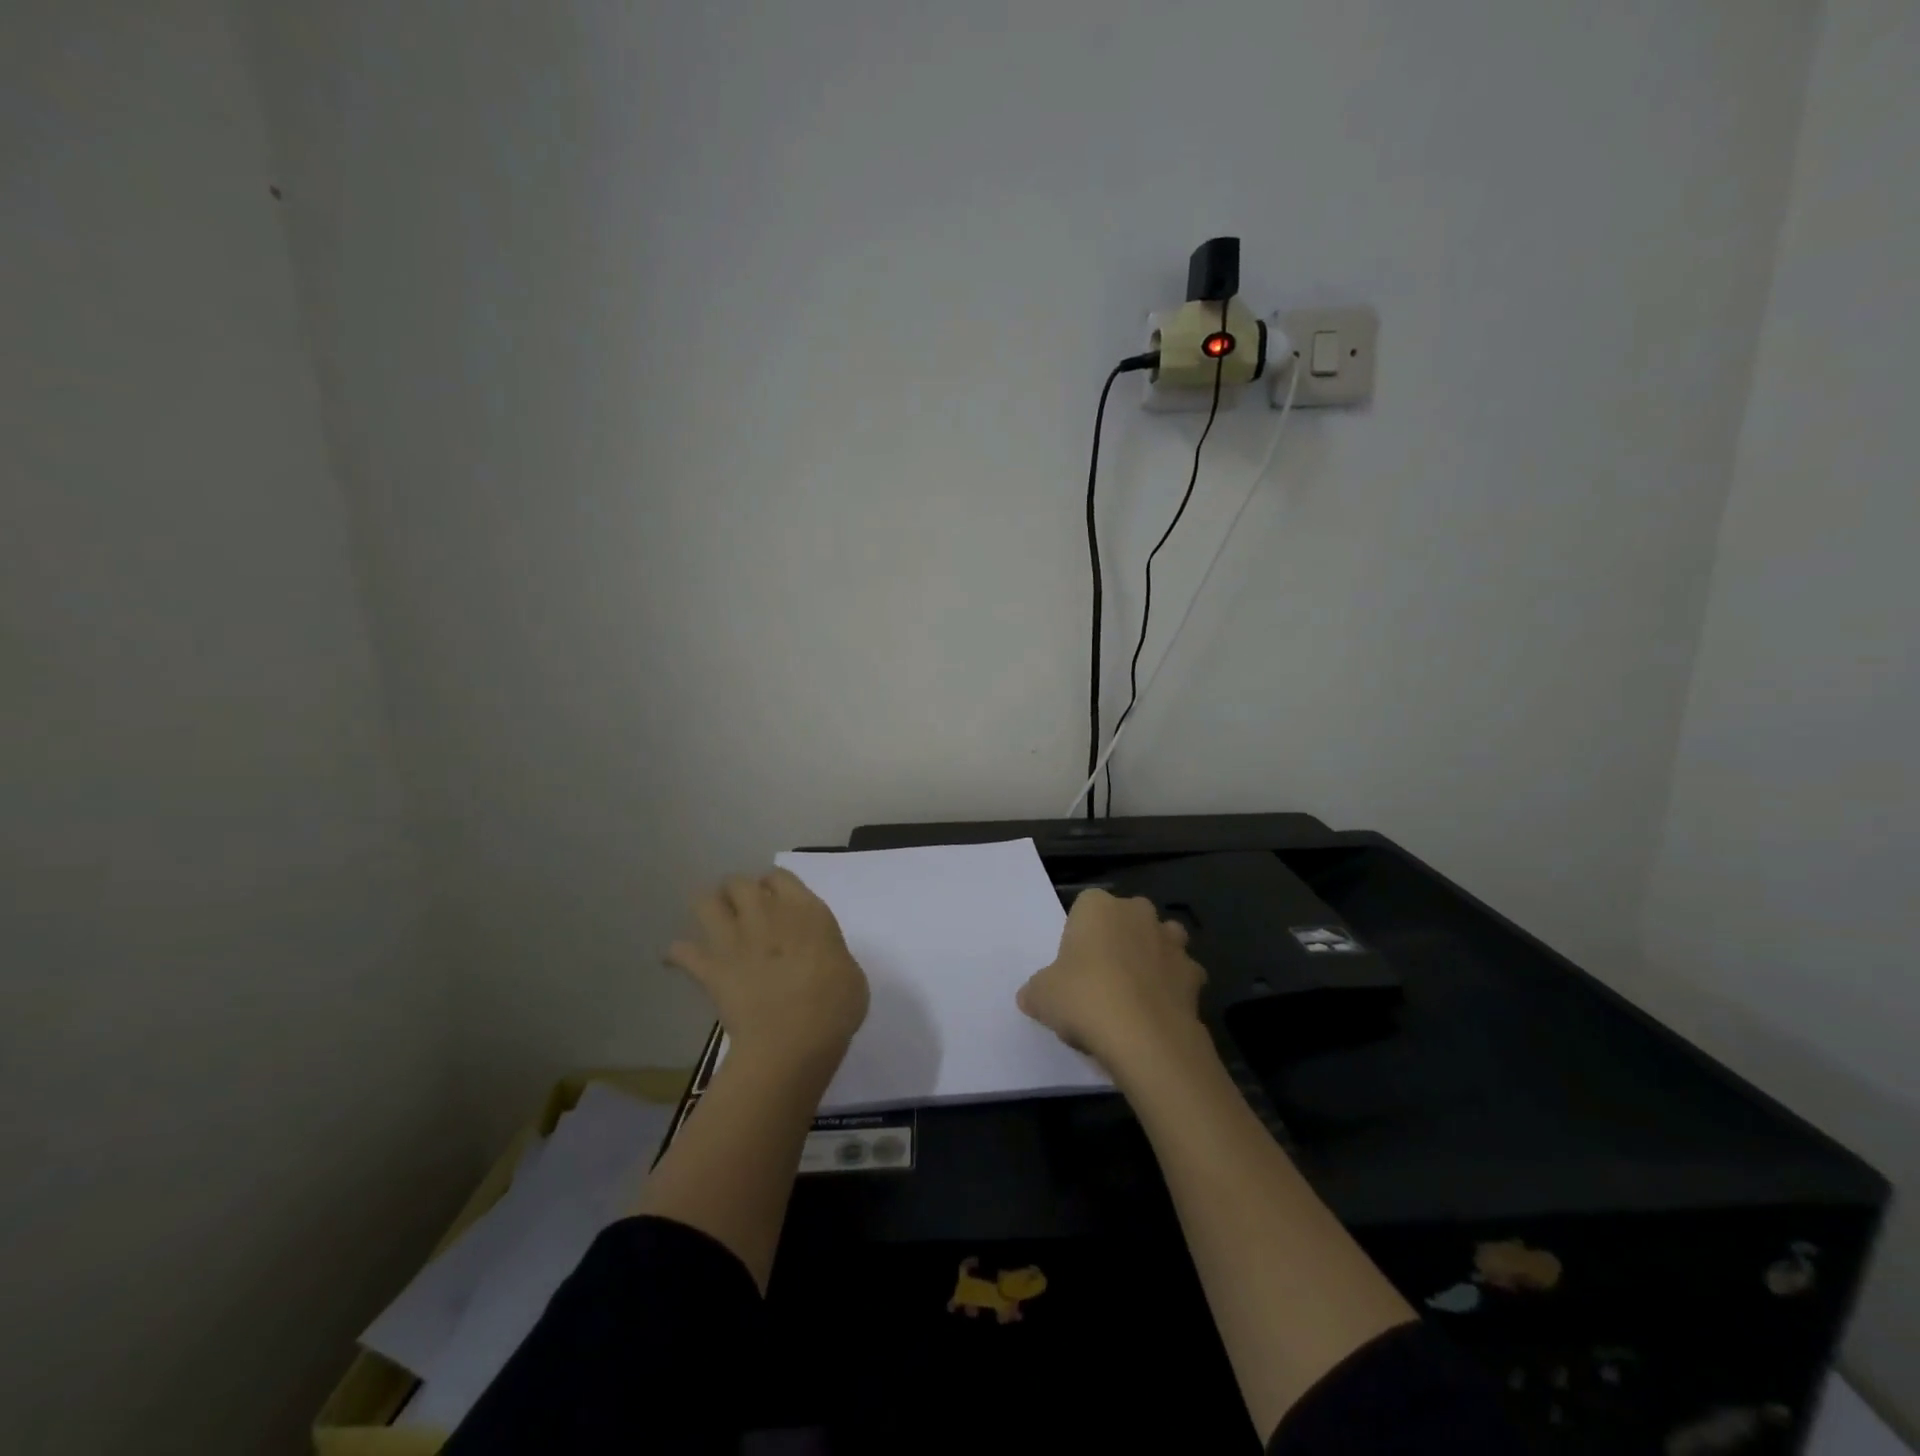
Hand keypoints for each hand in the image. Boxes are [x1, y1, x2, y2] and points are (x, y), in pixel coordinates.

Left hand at [666, 869, 869, 1067]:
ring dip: (708, 908)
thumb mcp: (850, 973)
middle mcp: (766, 914)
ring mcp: (734, 939)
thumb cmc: (835, 1006)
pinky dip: (679, 953)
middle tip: (745, 912)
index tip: (778, 902)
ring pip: (705, 902)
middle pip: (739, 882)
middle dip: (738, 892)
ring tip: (715, 922)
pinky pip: (682, 951)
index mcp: (805, 910)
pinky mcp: (710, 969)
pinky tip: (680, 958)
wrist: (793, 1040)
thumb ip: (829, 954)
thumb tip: (821, 960)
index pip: (780, 877)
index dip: (775, 886)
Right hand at [1016, 888, 1206, 1072]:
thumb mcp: (1041, 996)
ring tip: (1133, 994)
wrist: (1145, 1037)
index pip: (1085, 907)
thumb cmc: (1084, 999)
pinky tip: (1156, 1015)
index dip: (1079, 936)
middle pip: (1126, 919)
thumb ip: (1037, 990)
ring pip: (1161, 940)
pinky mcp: (1196, 975)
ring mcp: (1172, 942)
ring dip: (1151, 958)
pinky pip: (1181, 977)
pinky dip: (1172, 990)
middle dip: (1118, 940)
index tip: (1072, 967)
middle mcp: (1138, 913)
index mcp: (1098, 906)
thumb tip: (1032, 996)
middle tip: (1100, 980)